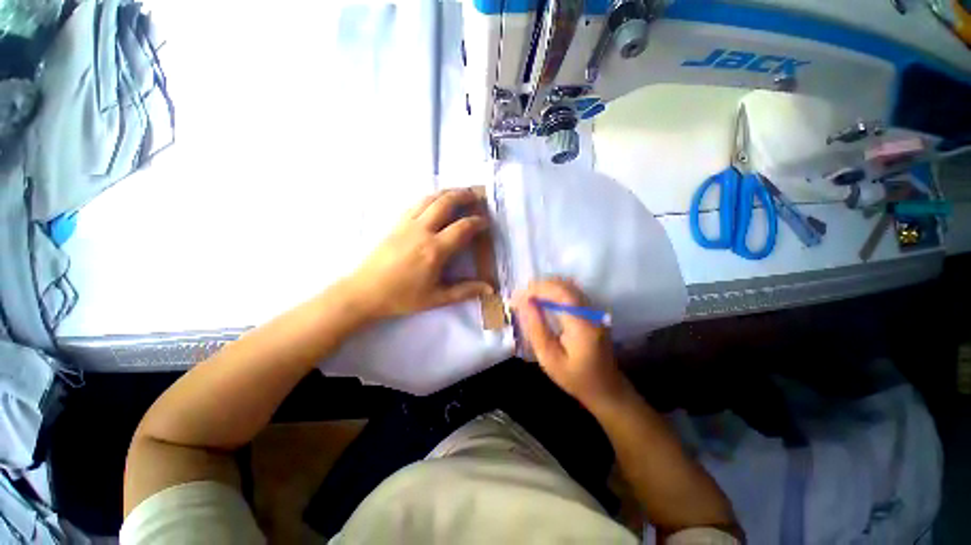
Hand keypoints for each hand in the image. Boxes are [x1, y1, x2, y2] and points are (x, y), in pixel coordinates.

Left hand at [348, 189, 493, 319]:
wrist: (365, 292)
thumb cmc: (402, 297)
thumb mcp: (437, 298)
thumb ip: (465, 291)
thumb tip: (490, 289)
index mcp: (435, 250)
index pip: (462, 227)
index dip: (477, 222)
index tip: (485, 222)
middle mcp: (422, 231)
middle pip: (446, 203)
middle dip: (464, 196)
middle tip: (477, 195)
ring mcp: (407, 224)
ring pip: (430, 198)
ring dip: (448, 193)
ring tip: (460, 193)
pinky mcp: (396, 223)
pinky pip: (417, 203)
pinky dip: (431, 198)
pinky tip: (436, 201)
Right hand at [512, 279, 628, 408]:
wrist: (605, 388)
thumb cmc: (574, 378)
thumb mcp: (549, 358)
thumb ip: (536, 328)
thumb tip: (522, 302)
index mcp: (582, 325)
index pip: (560, 293)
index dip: (538, 289)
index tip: (517, 296)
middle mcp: (591, 312)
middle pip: (564, 286)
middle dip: (539, 286)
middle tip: (518, 297)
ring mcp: (594, 310)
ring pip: (568, 286)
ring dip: (545, 287)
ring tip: (526, 298)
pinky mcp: (593, 311)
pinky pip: (571, 292)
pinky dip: (554, 291)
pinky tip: (542, 300)